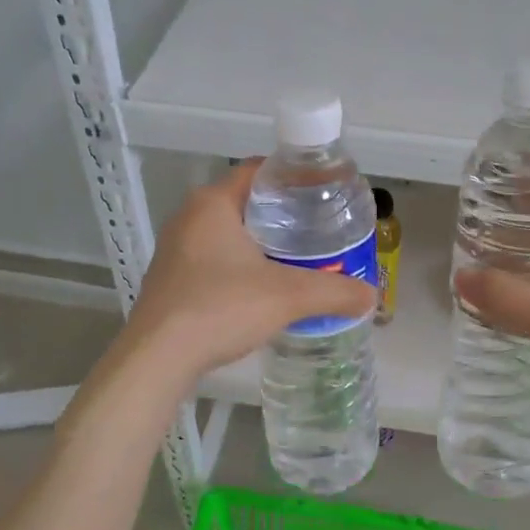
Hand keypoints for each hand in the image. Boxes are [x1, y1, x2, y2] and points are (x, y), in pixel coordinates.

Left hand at [123, 162, 377, 385]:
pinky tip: (262, 287)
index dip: (293, 177)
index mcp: (213, 203)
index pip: (259, 171)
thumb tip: (371, 295)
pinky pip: (213, 258)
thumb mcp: (287, 296)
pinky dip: (240, 264)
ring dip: (260, 241)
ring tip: (298, 257)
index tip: (323, 191)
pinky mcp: (170, 278)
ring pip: (228, 232)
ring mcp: (175, 249)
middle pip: (245, 201)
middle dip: (282, 213)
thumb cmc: (220, 308)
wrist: (157, 358)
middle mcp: (189, 217)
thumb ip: (334, 292)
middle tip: (318, 227)